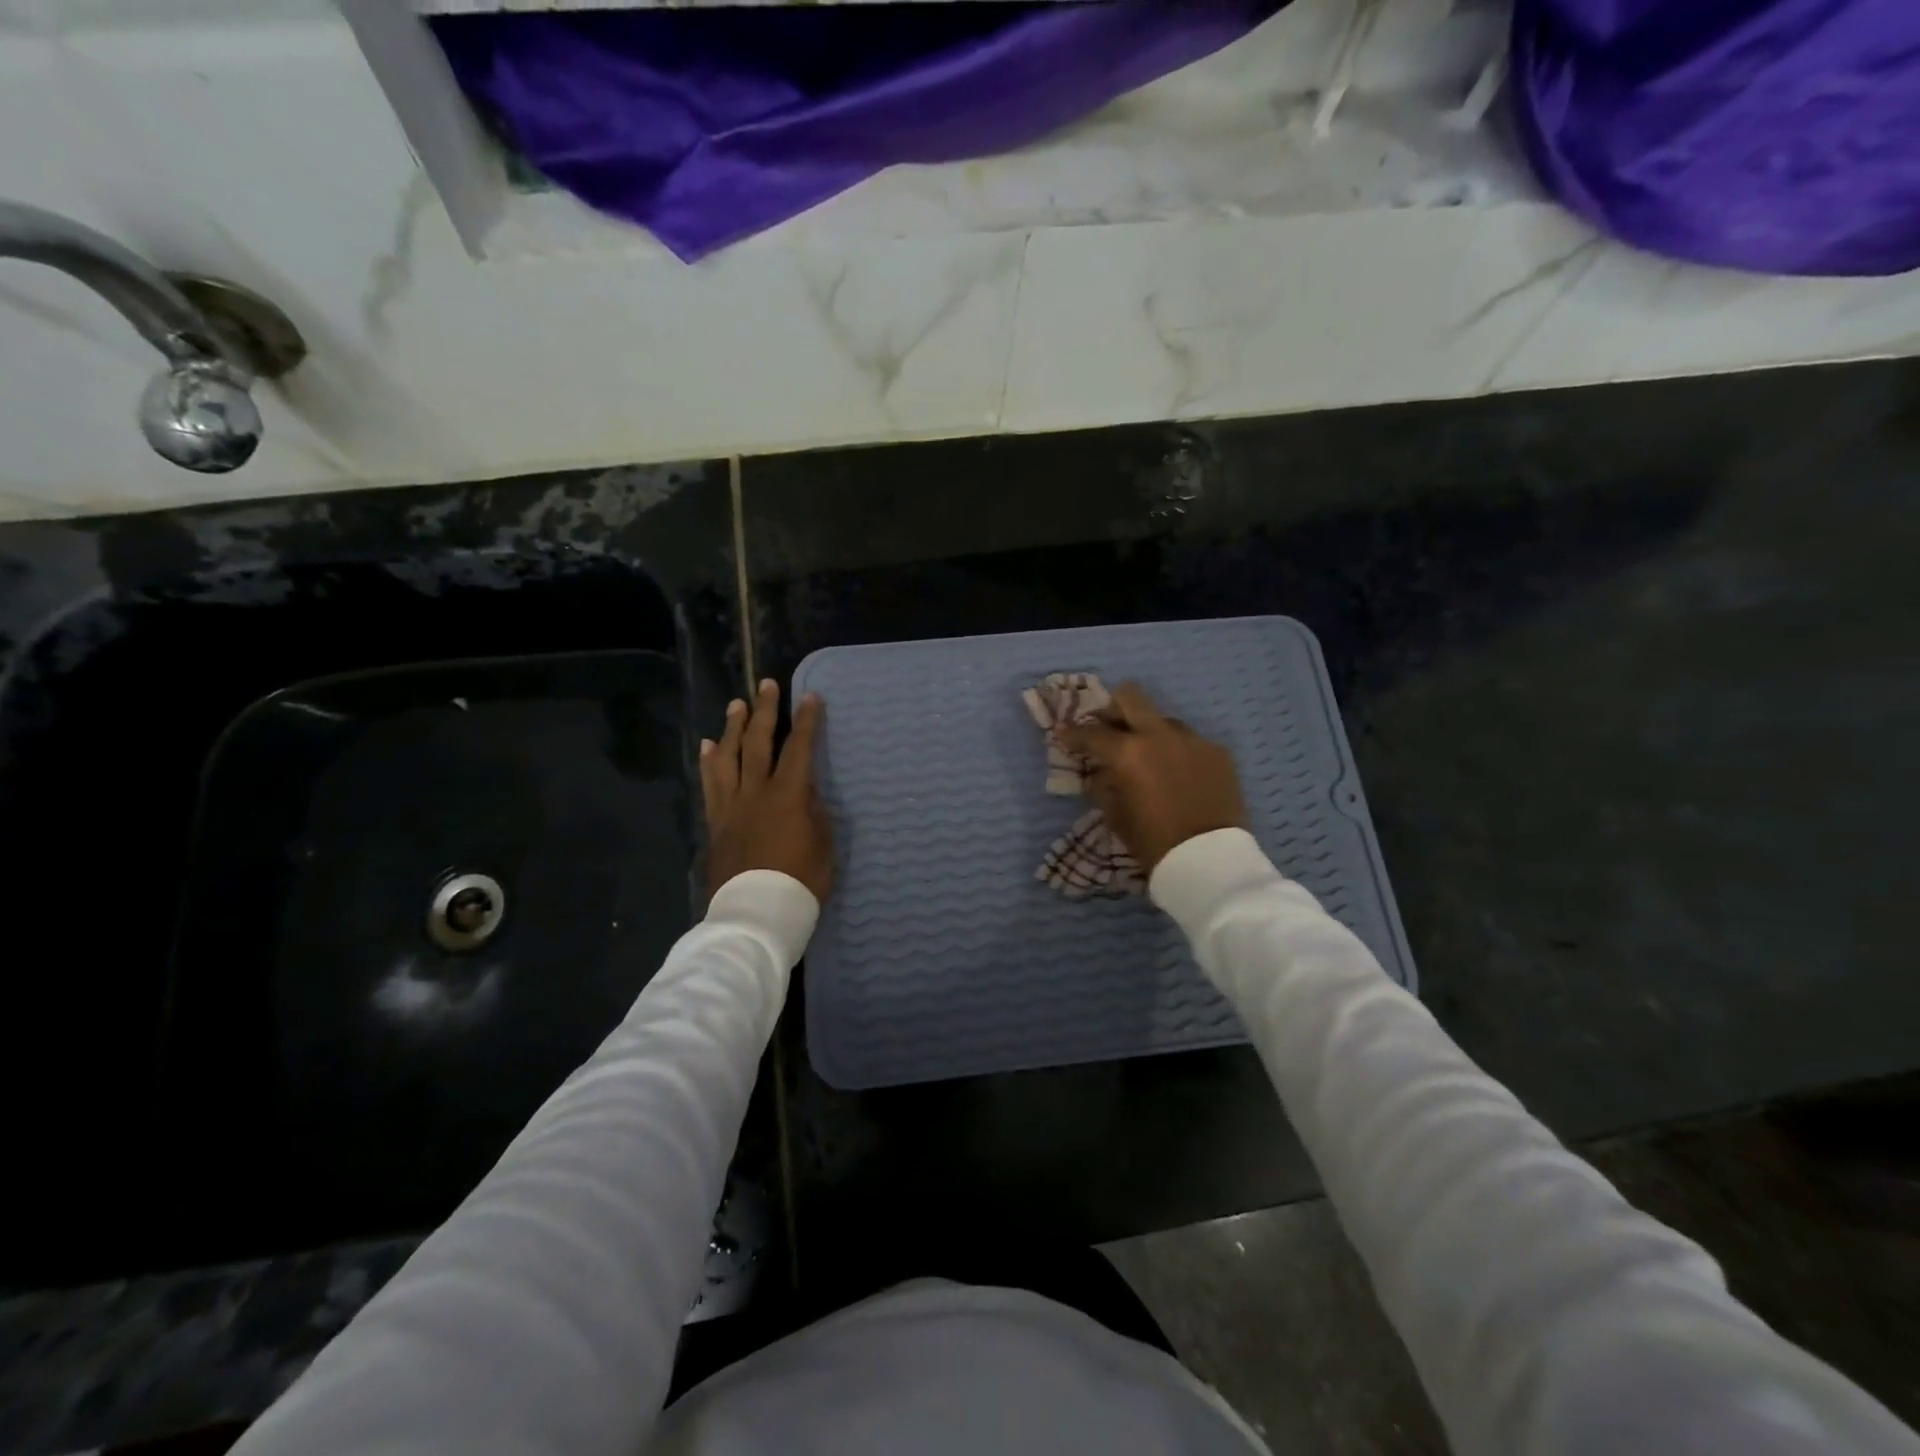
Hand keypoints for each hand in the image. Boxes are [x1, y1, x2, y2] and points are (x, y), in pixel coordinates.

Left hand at [700, 680, 832, 904]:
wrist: (756, 912)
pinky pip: (710, 785)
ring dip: (732, 728)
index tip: (810, 696)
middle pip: (758, 743)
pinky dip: (709, 762)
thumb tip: (806, 791)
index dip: (806, 721)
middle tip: (765, 685)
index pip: (799, 748)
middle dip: (764, 711)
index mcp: (789, 795)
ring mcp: (731, 806)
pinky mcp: (716, 822)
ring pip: (728, 758)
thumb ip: (815, 812)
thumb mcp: (823, 845)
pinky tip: (708, 747)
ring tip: (736, 705)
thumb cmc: (800, 881)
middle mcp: (756, 792)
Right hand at [1055, 682, 1245, 873]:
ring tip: (1147, 756)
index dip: (1072, 733)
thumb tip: (1100, 771)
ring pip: (1163, 719)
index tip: (1063, 734)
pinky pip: (1190, 741)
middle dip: (1112, 709)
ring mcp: (1192, 739)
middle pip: (1130, 697)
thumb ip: (1103, 785)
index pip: (1091, 732)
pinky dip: (1176, 752)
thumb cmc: (1153, 842)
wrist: (1209, 860)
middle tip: (1107, 728)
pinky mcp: (1217, 751)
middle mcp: (1159, 735)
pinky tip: (1178, 774)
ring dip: (1149, 731)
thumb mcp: (1115, 816)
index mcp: (1127, 752)